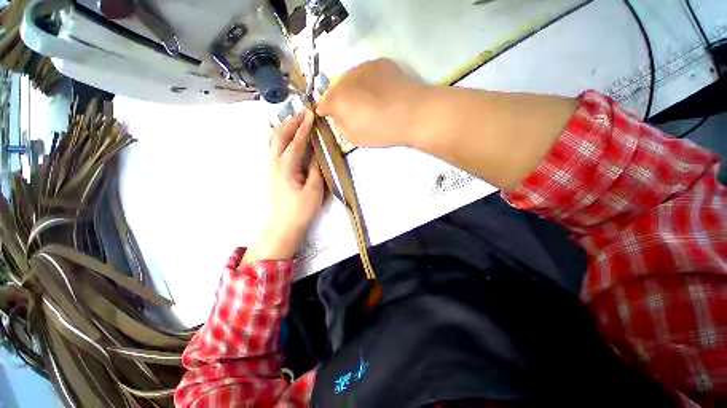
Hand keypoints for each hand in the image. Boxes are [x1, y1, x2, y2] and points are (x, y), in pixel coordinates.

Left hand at [244, 111, 323, 262]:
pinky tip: (288, 137)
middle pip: (278, 136)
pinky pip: (273, 148)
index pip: (295, 142)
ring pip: (273, 140)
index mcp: (286, 167)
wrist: (285, 224)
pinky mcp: (272, 171)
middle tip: (303, 113)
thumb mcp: (314, 189)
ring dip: (284, 128)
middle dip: (291, 122)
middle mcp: (274, 163)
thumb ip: (315, 169)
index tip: (311, 114)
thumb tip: (316, 153)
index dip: (304, 127)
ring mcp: (271, 167)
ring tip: (296, 121)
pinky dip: (281, 137)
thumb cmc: (302, 209)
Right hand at [316, 59, 430, 147]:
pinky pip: (366, 73)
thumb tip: (337, 115)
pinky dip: (367, 82)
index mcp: (338, 99)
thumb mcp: (354, 137)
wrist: (413, 114)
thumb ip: (340, 124)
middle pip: (335, 88)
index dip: (324, 110)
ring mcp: (364, 67)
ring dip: (352, 88)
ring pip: (350, 78)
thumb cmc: (382, 130)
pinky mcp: (380, 63)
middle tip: (348, 109)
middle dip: (338, 98)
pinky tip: (378, 92)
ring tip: (365, 100)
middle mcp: (346, 78)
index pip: (323, 102)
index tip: (327, 115)